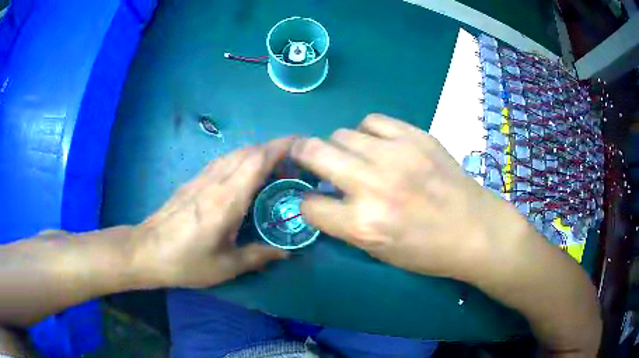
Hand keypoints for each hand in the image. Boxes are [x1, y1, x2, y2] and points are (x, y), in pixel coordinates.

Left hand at [134, 138, 292, 287]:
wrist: (146, 251)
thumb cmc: (186, 261)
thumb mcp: (225, 266)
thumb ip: (258, 256)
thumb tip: (286, 252)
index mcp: (226, 200)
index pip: (256, 161)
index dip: (280, 147)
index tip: (300, 144)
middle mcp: (215, 182)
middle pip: (248, 152)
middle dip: (273, 149)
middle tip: (292, 164)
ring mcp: (201, 178)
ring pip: (234, 153)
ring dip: (256, 153)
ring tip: (272, 168)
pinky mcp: (192, 181)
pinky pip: (222, 162)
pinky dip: (240, 160)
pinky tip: (243, 175)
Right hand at [291, 114, 527, 279]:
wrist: (475, 230)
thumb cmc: (427, 251)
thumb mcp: (378, 252)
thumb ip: (345, 224)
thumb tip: (323, 197)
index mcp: (362, 224)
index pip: (309, 205)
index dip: (307, 204)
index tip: (315, 201)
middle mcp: (373, 184)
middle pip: (314, 152)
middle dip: (302, 155)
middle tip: (309, 159)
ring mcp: (395, 154)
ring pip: (341, 134)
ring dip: (340, 147)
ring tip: (355, 157)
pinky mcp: (415, 136)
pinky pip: (372, 121)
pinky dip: (367, 132)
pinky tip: (378, 145)